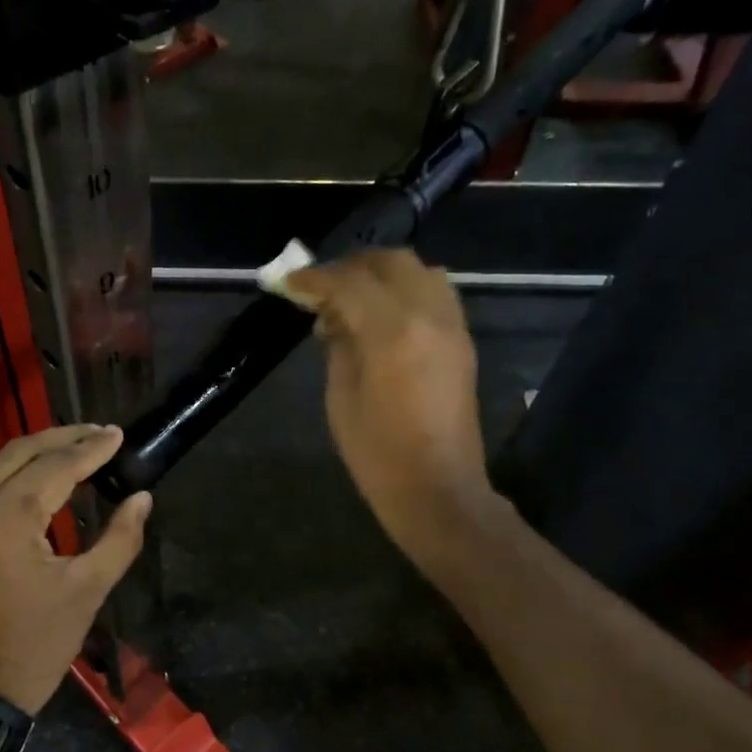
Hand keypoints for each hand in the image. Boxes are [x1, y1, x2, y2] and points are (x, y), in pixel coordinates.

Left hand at [0, 425, 152, 714]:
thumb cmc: (35, 647)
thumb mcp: (87, 592)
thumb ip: (119, 538)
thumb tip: (141, 497)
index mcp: (3, 522)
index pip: (53, 468)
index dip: (89, 449)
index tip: (118, 435)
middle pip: (19, 453)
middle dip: (63, 438)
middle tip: (101, 433)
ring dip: (39, 453)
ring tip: (80, 448)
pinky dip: (17, 475)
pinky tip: (46, 476)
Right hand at [283, 250, 497, 566]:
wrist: (438, 488)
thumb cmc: (377, 453)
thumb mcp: (341, 398)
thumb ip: (338, 345)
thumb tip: (332, 316)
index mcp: (393, 333)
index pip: (349, 283)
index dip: (315, 278)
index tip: (290, 282)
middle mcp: (428, 316)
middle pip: (390, 263)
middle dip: (351, 267)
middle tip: (321, 288)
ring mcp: (452, 326)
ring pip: (419, 271)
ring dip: (382, 275)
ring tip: (352, 298)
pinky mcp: (462, 340)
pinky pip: (435, 293)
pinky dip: (405, 290)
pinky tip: (382, 316)